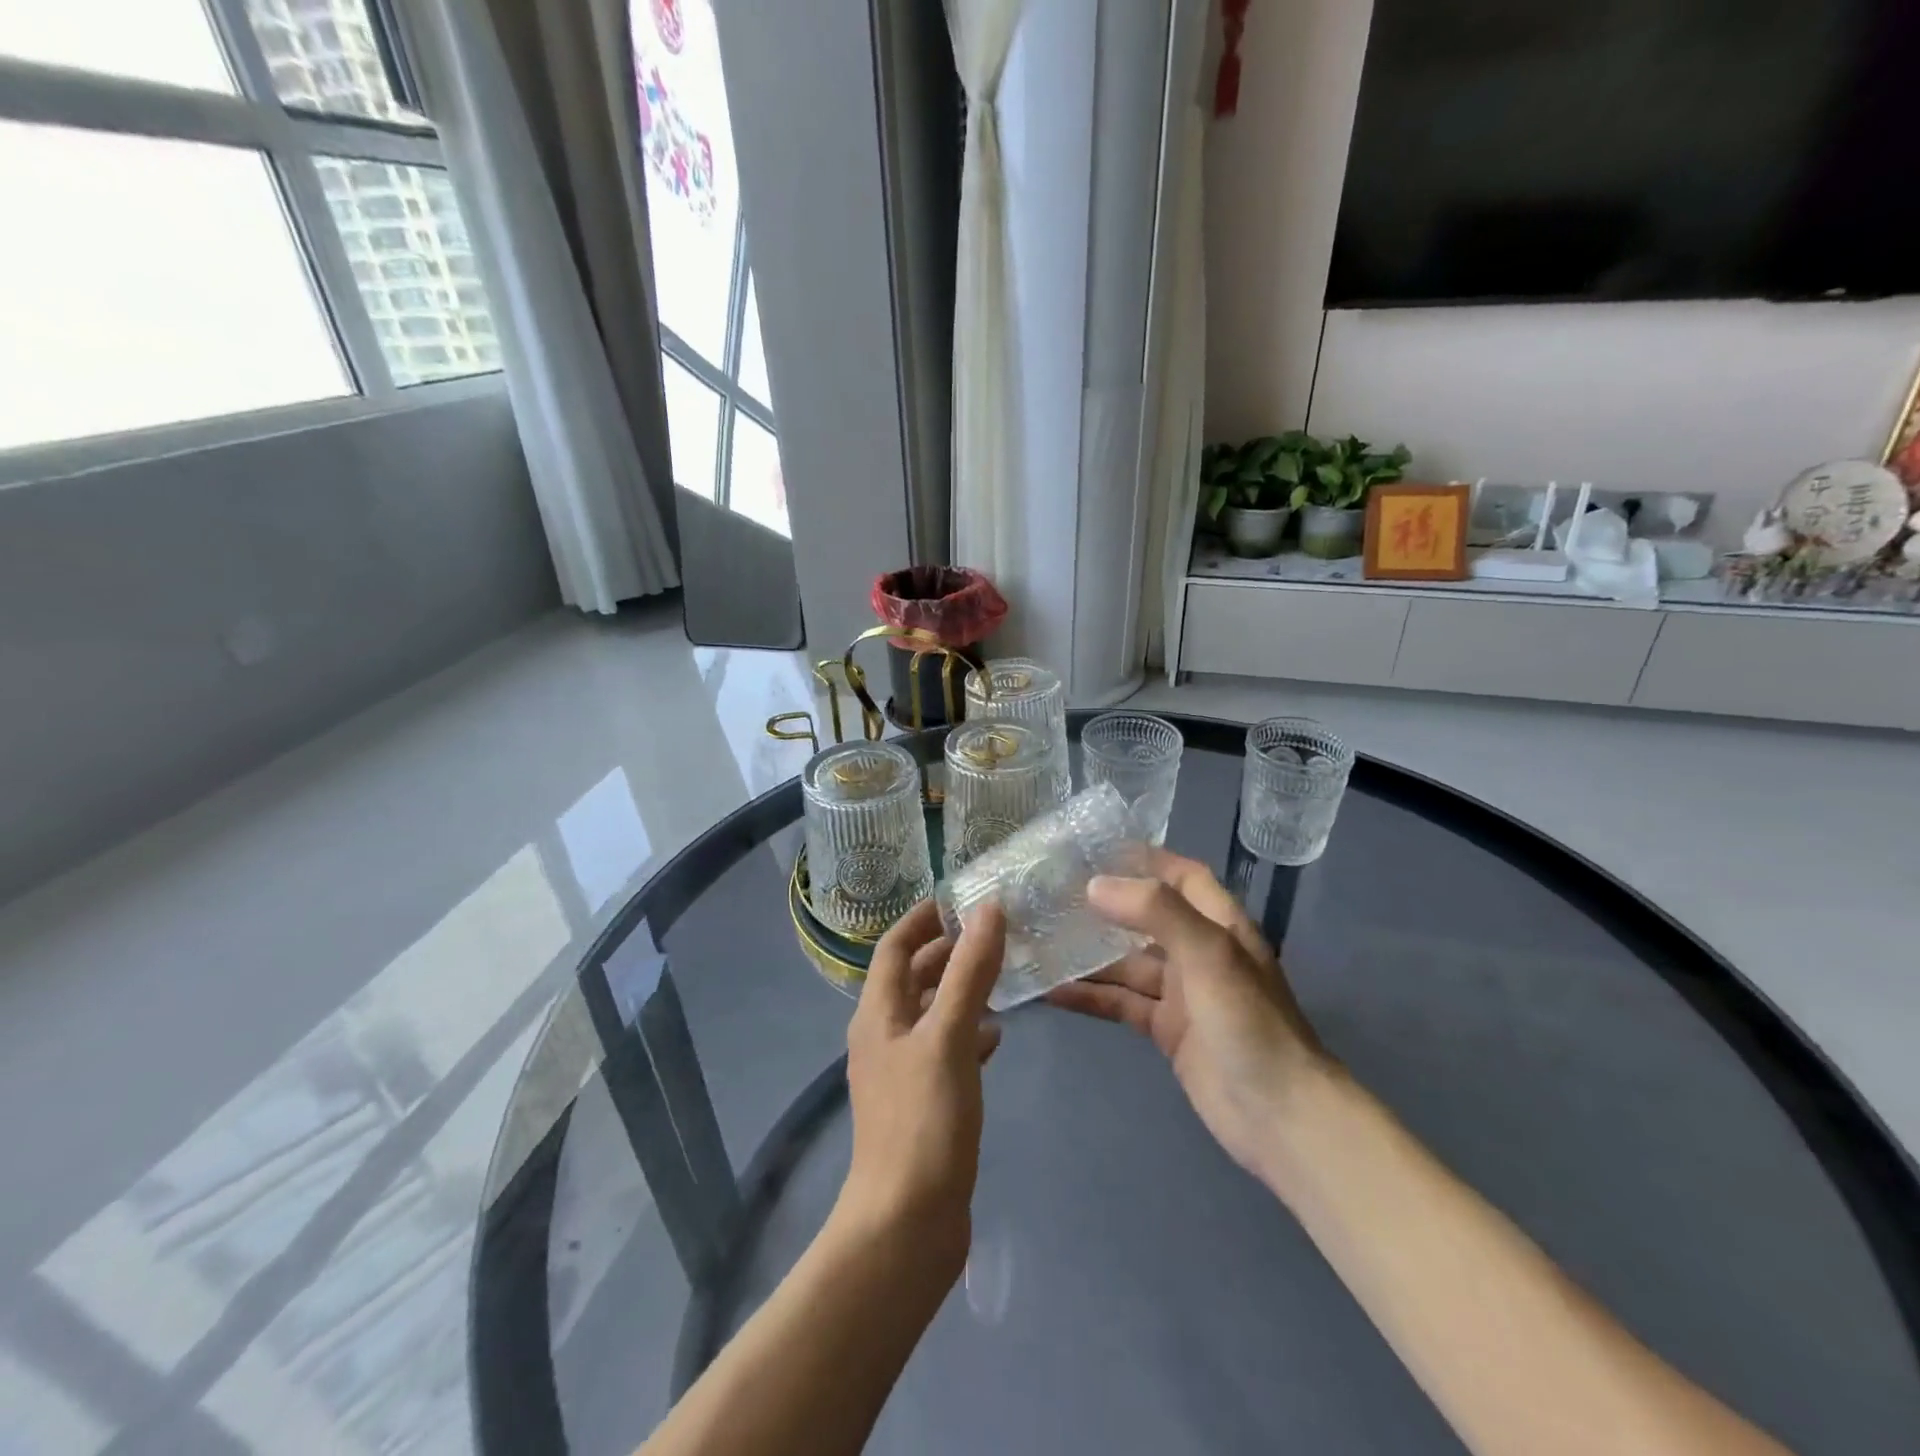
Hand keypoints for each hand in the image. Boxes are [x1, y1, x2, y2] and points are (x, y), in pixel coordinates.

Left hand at [836, 899, 1005, 1267]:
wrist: (906, 1224)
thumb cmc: (923, 1121)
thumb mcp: (949, 1038)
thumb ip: (969, 973)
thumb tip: (988, 910)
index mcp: (878, 1014)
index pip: (894, 947)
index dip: (922, 919)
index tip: (959, 900)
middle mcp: (883, 1036)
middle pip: (912, 978)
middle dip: (946, 953)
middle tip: (992, 936)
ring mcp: (901, 1072)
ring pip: (931, 1014)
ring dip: (960, 991)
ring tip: (1002, 978)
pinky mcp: (922, 1103)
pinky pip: (944, 1050)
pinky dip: (967, 1033)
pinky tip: (996, 1037)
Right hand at [1046, 849, 1328, 1177]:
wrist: (1279, 1116)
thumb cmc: (1249, 1021)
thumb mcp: (1208, 954)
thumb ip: (1155, 911)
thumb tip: (1094, 885)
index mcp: (1219, 924)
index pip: (1181, 875)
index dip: (1145, 859)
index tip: (1094, 849)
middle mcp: (1199, 952)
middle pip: (1146, 917)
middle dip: (1105, 905)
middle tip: (1052, 893)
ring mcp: (1182, 993)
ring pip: (1126, 963)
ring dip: (1089, 954)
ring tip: (1040, 939)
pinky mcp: (1166, 1030)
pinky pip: (1121, 1002)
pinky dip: (1090, 996)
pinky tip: (1052, 991)